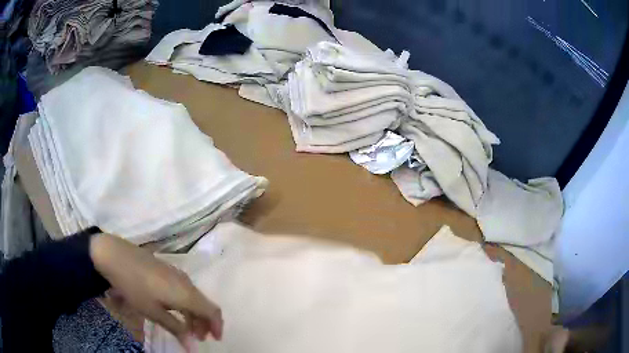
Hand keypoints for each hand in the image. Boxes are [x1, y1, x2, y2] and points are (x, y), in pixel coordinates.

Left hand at [90, 234, 222, 350]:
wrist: (115, 255)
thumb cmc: (134, 287)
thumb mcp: (153, 312)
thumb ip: (175, 328)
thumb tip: (192, 347)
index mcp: (187, 294)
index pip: (213, 311)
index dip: (217, 326)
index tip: (215, 340)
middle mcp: (186, 282)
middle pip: (204, 305)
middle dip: (204, 323)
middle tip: (196, 338)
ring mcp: (176, 274)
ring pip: (194, 297)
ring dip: (194, 314)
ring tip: (184, 327)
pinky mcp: (167, 270)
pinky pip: (184, 290)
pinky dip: (185, 304)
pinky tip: (172, 309)